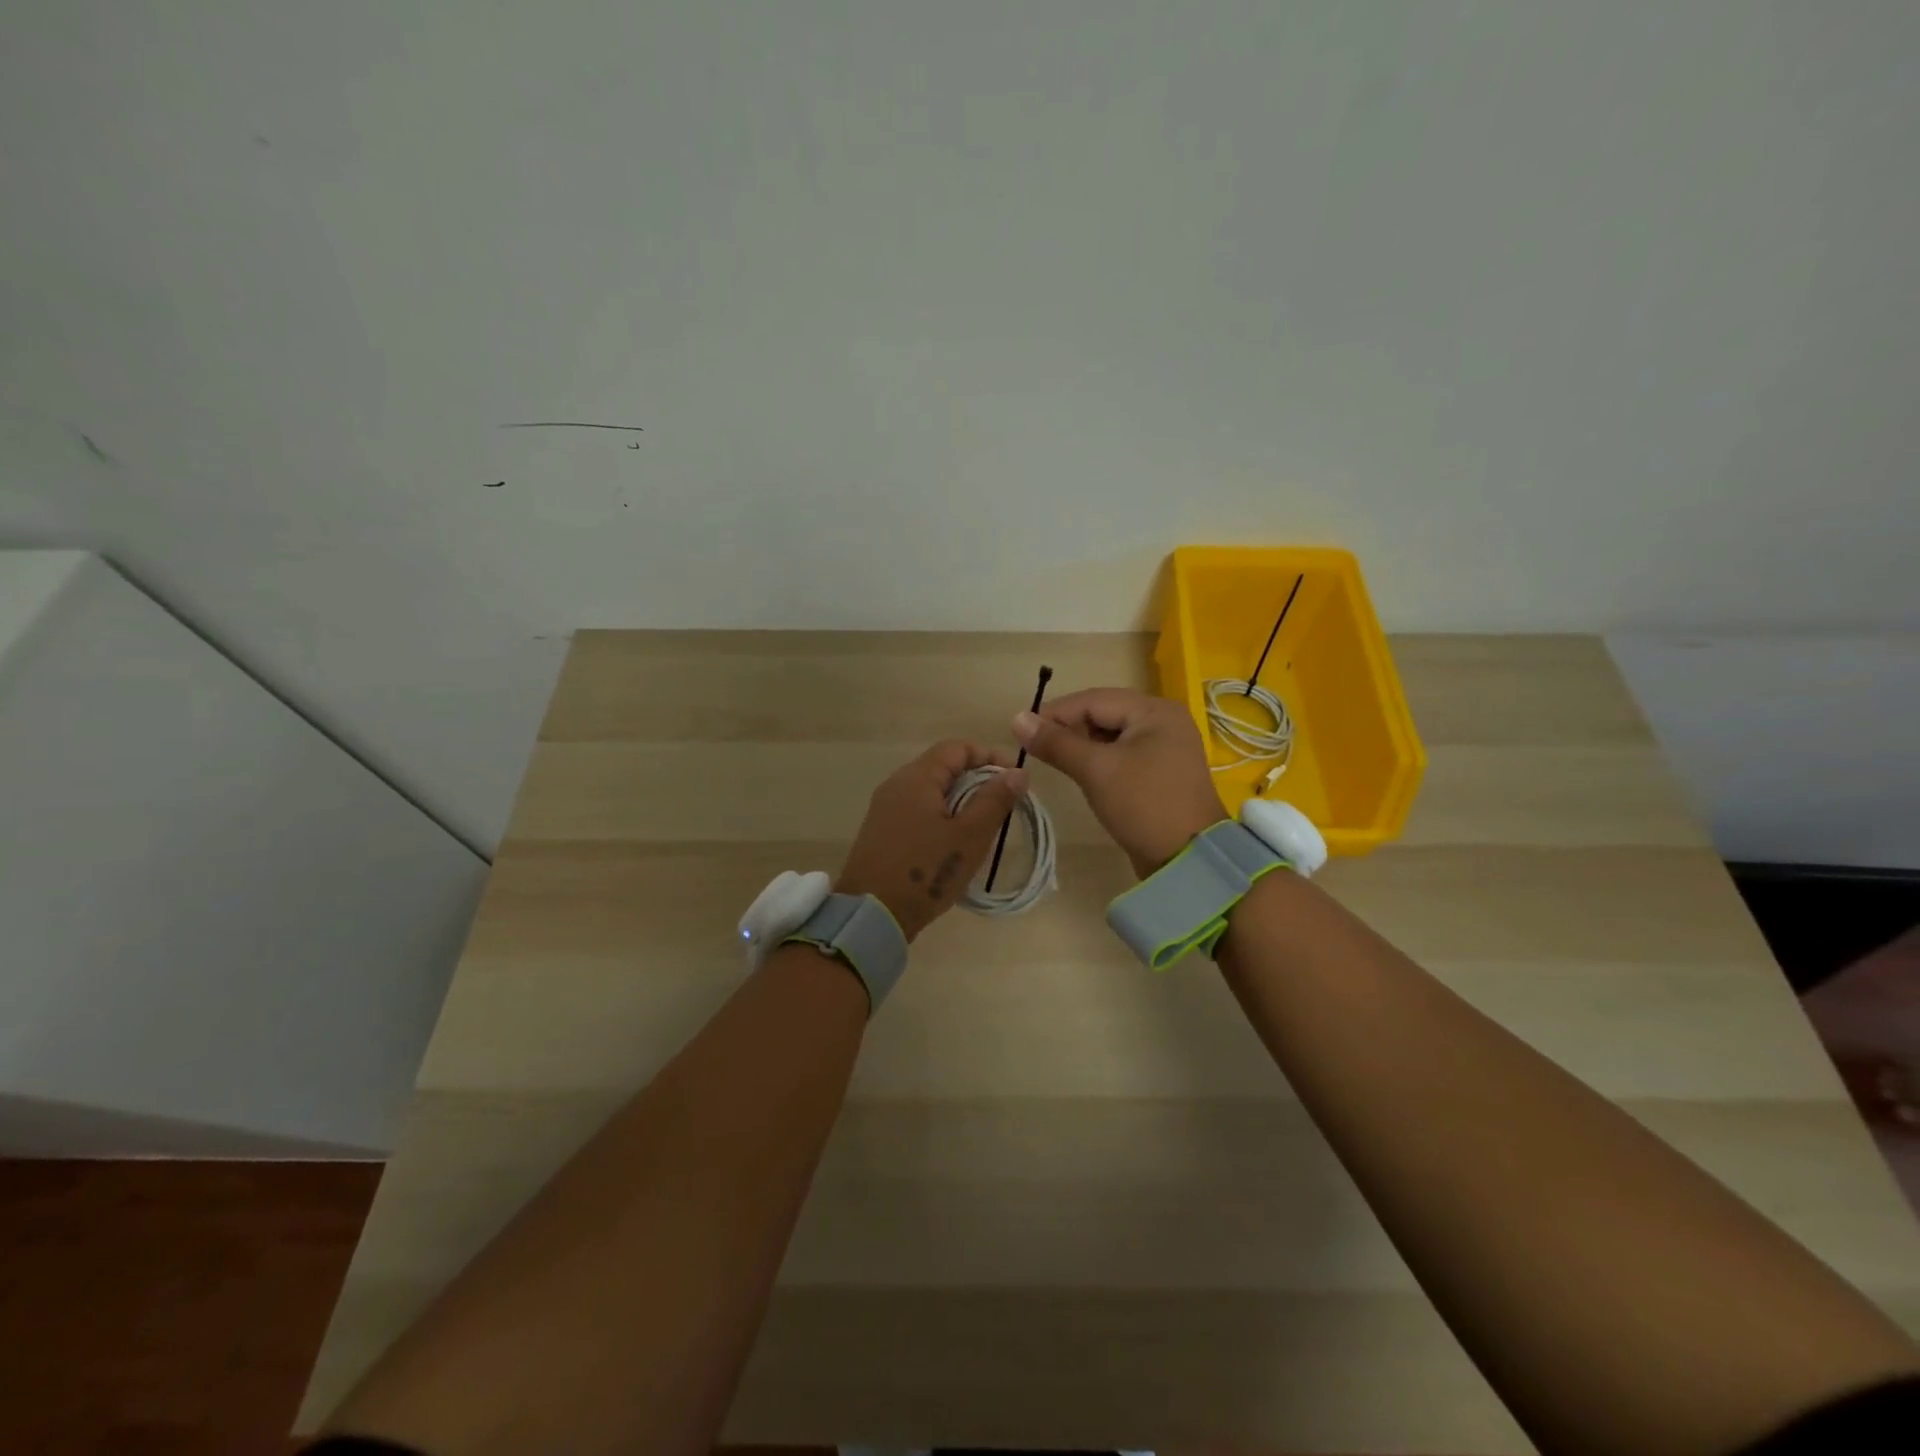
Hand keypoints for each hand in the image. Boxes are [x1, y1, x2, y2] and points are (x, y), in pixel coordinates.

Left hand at [836, 741, 1029, 940]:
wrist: (871, 915)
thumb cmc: (926, 871)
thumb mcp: (969, 836)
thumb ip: (994, 800)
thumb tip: (1018, 772)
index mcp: (917, 778)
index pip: (957, 748)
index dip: (990, 757)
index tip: (1015, 780)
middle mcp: (897, 784)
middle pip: (944, 767)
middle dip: (978, 781)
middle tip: (1004, 806)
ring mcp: (886, 808)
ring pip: (932, 791)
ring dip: (962, 801)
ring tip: (985, 826)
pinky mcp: (882, 831)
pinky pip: (918, 811)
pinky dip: (942, 817)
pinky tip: (956, 843)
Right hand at [1013, 688, 1226, 877]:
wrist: (1189, 860)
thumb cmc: (1143, 805)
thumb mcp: (1095, 770)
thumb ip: (1056, 742)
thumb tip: (1017, 718)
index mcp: (1154, 710)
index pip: (1093, 700)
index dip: (1055, 712)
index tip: (1021, 731)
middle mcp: (1163, 720)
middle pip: (1104, 713)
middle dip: (1068, 728)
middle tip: (1037, 748)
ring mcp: (1165, 746)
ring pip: (1111, 735)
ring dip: (1082, 745)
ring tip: (1054, 760)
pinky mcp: (1161, 771)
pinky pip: (1122, 754)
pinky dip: (1099, 759)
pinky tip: (1081, 772)